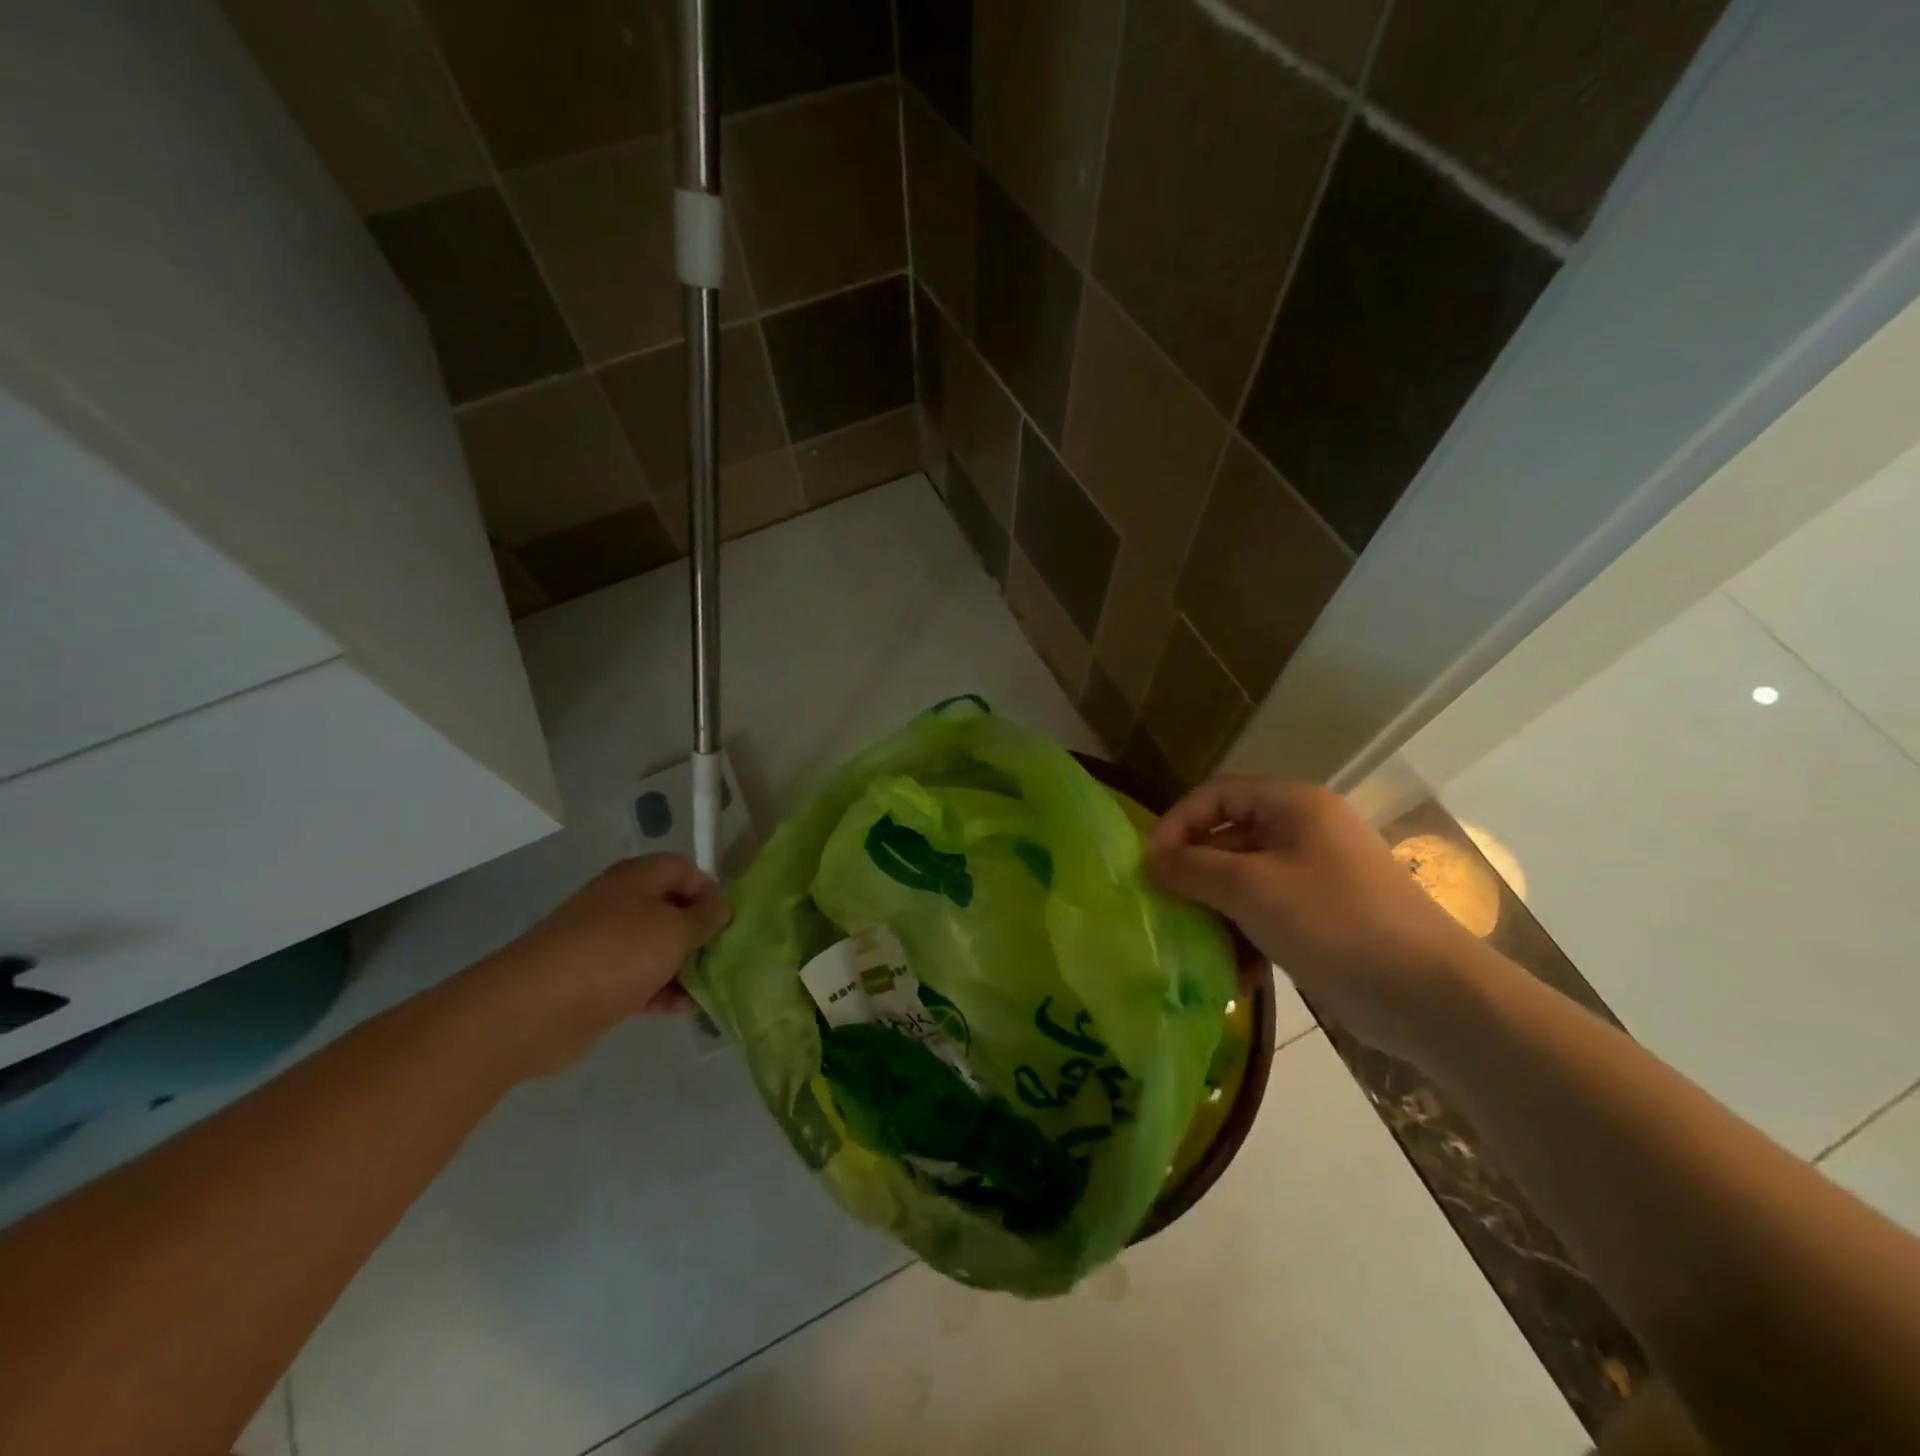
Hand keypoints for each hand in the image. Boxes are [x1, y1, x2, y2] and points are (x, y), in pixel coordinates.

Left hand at [462, 855, 731, 1077]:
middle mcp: (621, 904)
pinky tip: (682, 1010)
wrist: (534, 1009)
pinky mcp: (597, 981)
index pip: (684, 869)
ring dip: (684, 968)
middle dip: (700, 935)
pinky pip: (641, 979)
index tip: (728, 921)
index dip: (710, 891)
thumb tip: (721, 907)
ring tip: (708, 990)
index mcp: (637, 879)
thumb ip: (705, 918)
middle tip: (724, 958)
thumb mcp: (674, 930)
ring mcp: (606, 944)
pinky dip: (662, 991)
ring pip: (658, 949)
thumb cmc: (614, 955)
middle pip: (673, 911)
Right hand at [1146, 778, 1482, 1061]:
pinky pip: (1267, 913)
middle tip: (1165, 906)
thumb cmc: (1335, 922)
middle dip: (1194, 873)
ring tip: (1196, 944)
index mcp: (1293, 806)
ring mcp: (1315, 876)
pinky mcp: (1322, 918)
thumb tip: (1151, 861)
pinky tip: (1236, 974)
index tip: (1151, 864)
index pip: (1217, 795)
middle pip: (1229, 838)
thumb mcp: (1252, 889)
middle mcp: (1304, 832)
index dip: (1179, 823)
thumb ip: (1193, 869)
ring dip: (1216, 910)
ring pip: (1244, 880)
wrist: (1429, 995)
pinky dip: (1245, 936)